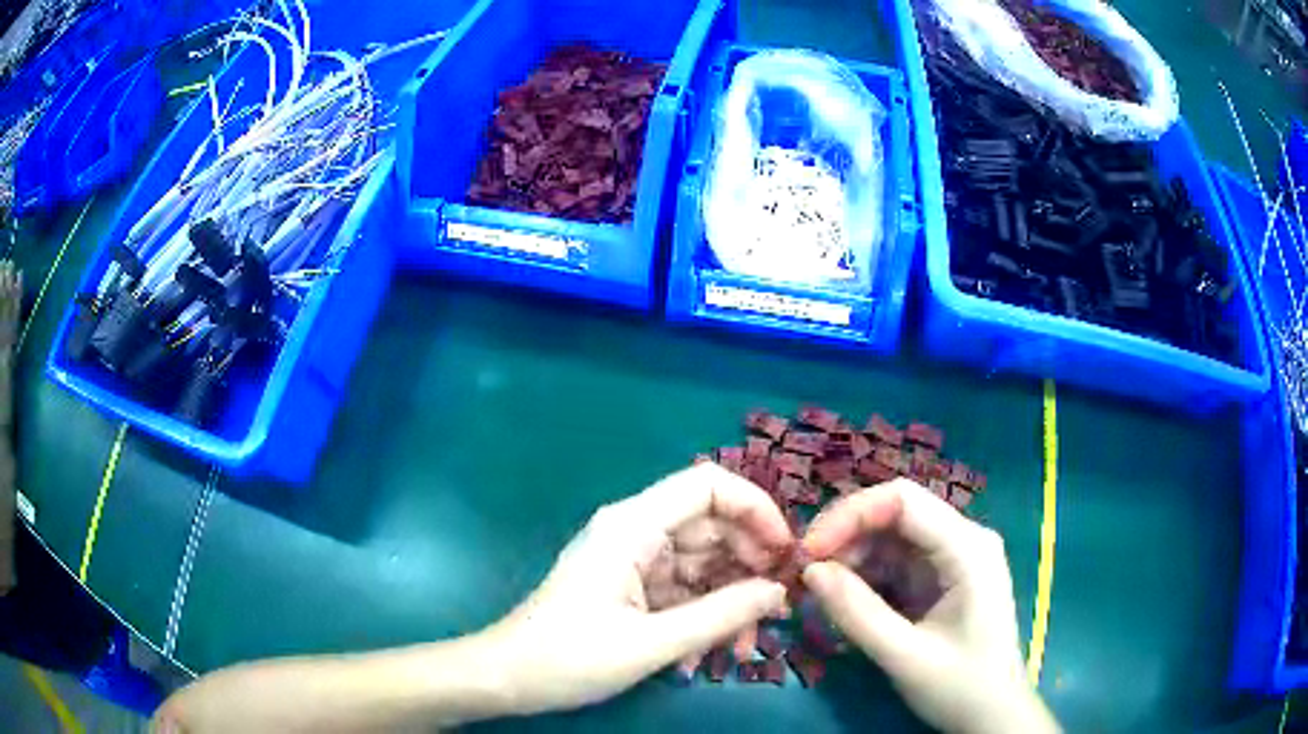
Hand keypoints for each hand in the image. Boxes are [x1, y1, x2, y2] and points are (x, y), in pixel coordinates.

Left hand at [479, 463, 793, 715]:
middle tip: (776, 611)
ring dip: (731, 602)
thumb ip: (721, 615)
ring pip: (704, 564)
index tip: (786, 553)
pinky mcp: (633, 588)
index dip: (756, 509)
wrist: (509, 679)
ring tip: (743, 647)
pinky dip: (705, 616)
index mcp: (633, 525)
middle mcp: (636, 532)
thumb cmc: (569, 658)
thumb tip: (779, 592)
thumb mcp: (651, 643)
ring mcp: (634, 561)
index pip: (708, 486)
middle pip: (713, 527)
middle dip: (750, 567)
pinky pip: (685, 590)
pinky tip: (708, 655)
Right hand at [801, 479, 1058, 733]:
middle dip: (846, 537)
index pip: (903, 501)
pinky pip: (896, 563)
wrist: (992, 716)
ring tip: (819, 593)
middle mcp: (963, 540)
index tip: (808, 552)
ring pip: (891, 538)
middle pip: (895, 514)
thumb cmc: (960, 687)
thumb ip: (858, 613)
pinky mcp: (941, 578)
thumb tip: (809, 572)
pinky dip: (865, 578)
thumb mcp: (905, 656)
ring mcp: (953, 558)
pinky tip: (844, 602)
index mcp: (967, 548)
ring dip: (851, 559)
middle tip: (805, 575)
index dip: (850, 515)